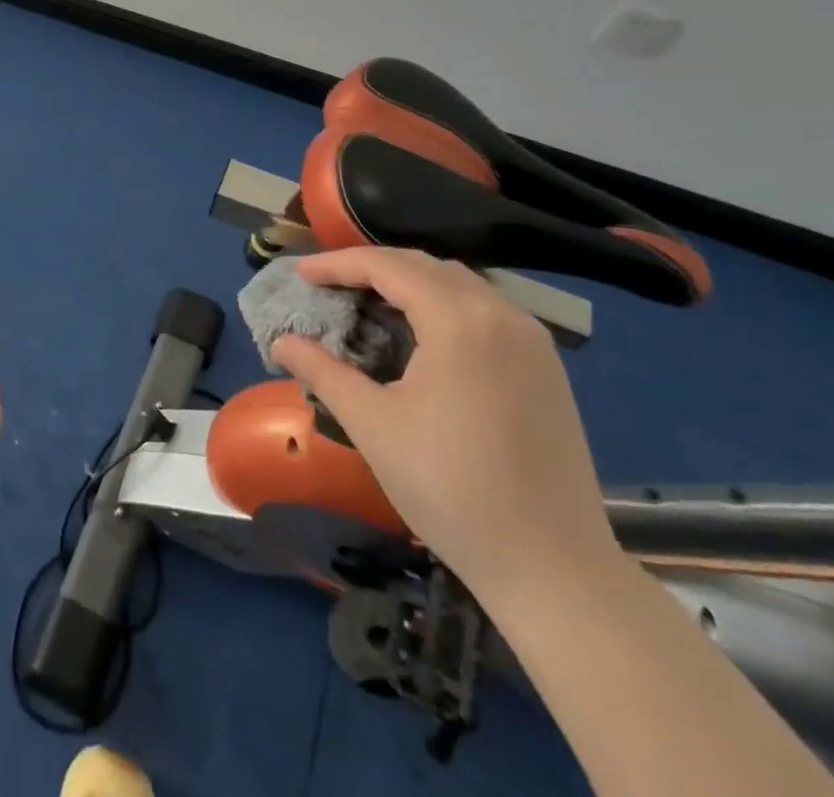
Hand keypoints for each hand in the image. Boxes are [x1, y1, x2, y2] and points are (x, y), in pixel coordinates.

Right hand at [272, 249, 618, 605]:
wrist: (553, 568)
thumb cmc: (450, 488)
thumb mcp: (372, 425)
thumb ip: (322, 371)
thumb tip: (281, 343)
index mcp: (459, 320)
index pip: (387, 267)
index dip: (338, 264)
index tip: (300, 274)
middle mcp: (501, 314)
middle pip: (425, 266)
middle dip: (371, 267)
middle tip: (328, 285)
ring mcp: (532, 340)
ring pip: (459, 284)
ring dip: (409, 283)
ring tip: (368, 303)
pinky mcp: (547, 367)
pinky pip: (486, 310)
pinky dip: (443, 304)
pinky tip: (422, 334)